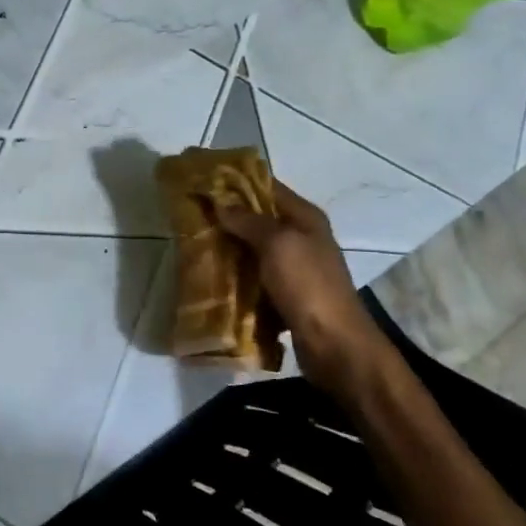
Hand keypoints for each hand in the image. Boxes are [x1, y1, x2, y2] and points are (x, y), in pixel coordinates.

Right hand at [214, 179, 390, 387]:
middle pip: (258, 219)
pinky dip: (235, 276)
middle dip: (226, 217)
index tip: (203, 181)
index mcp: (305, 218)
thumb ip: (248, 220)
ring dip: (228, 248)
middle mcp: (301, 238)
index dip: (236, 182)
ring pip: (253, 249)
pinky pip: (254, 277)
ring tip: (194, 245)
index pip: (267, 187)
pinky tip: (211, 277)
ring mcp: (295, 268)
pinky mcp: (285, 294)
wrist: (333, 344)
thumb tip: (220, 201)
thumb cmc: (307, 285)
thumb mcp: (277, 244)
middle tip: (191, 215)